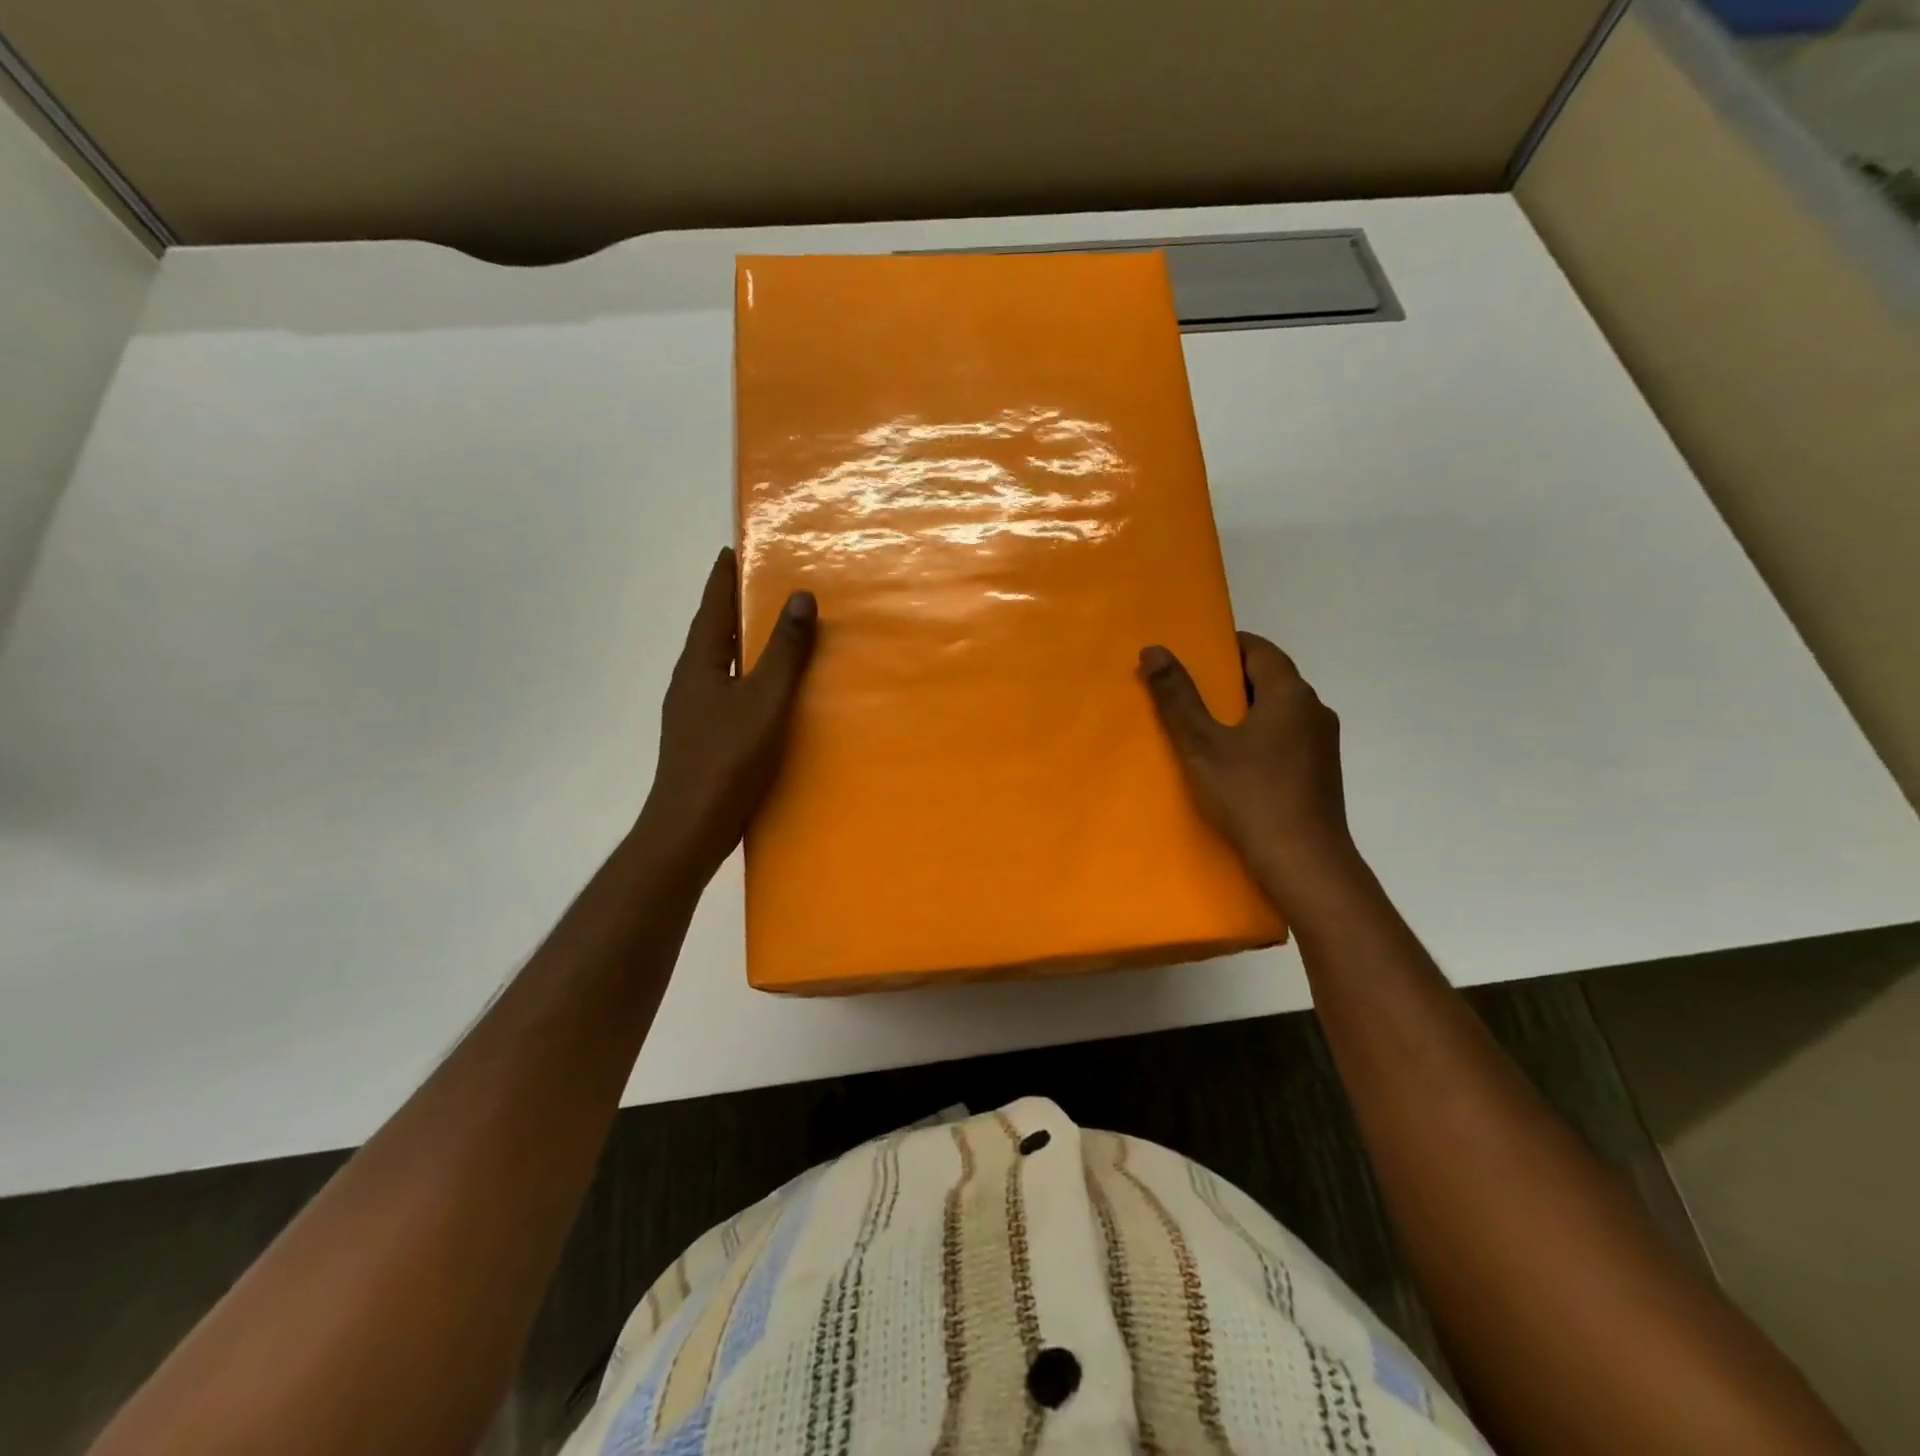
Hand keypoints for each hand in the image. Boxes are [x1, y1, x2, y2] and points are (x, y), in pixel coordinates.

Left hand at [641, 548, 816, 878]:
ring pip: (717, 664)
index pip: (711, 608)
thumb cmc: (727, 758)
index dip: (722, 578)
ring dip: (737, 643)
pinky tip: (762, 693)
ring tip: (765, 632)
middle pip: (711, 633)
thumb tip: (800, 596)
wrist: (690, 827)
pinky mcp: (702, 738)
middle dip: (731, 607)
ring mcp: (692, 713)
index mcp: (699, 664)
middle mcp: (690, 682)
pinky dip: (743, 676)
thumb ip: (784, 651)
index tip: (732, 549)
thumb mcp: (765, 700)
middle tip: (758, 584)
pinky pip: (725, 691)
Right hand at [1139, 634, 1358, 905]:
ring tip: (1203, 729)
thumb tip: (1154, 649)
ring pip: (1278, 711)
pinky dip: (1258, 737)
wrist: (1305, 864)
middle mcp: (1314, 709)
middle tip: (1186, 694)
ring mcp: (1322, 743)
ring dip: (1243, 712)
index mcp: (1290, 693)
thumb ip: (1177, 697)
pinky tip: (1232, 763)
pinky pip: (1285, 738)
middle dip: (1228, 681)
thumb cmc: (1251, 796)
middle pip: (1269, 678)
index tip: (1190, 658)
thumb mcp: (1202, 745)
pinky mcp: (1321, 772)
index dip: (1223, 647)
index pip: (1259, 648)